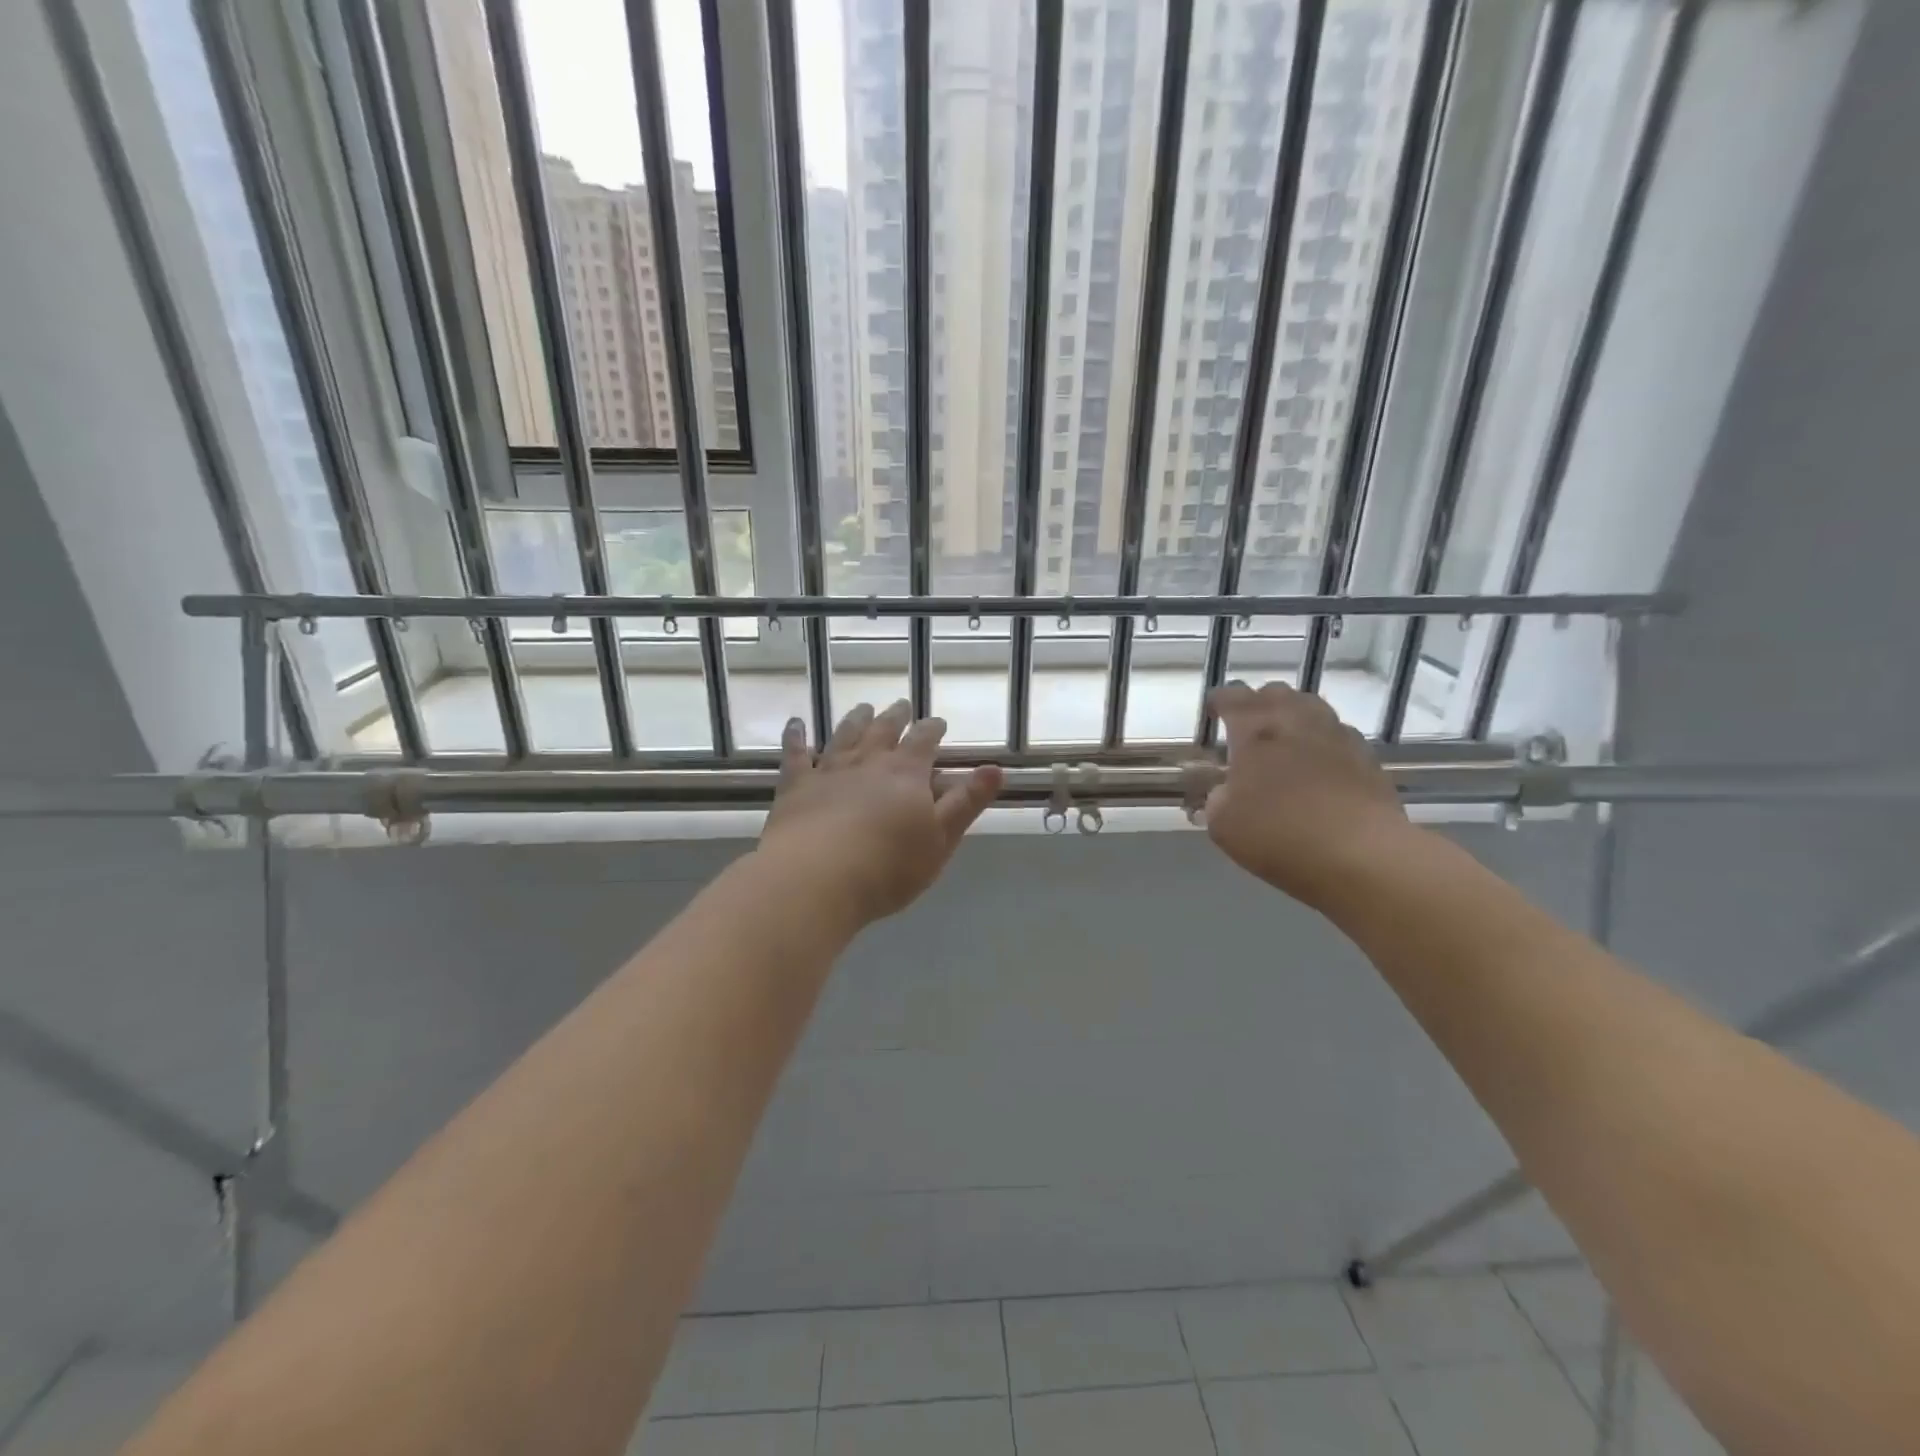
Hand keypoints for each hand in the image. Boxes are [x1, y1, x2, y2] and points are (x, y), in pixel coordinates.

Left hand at [759, 700, 1002, 930]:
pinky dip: (796, 736)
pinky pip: (795, 754)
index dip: (933, 729)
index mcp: (906, 773)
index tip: (938, 722)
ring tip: (864, 708)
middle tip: (901, 706)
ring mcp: (828, 770)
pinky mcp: (795, 786)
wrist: (816, 879)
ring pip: (845, 735)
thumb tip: (995, 768)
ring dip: (856, 719)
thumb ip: (967, 802)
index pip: (924, 741)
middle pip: (884, 730)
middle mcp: (868, 762)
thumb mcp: (941, 839)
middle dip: (896, 717)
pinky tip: (796, 724)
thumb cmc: (888, 867)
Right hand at [1201, 681, 1415, 908]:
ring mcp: (1337, 735)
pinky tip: (1318, 765)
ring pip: (1311, 707)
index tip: (1212, 712)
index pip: (1233, 696)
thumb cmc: (1280, 836)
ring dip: (1293, 717)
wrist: (1361, 857)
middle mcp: (1297, 721)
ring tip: (1283, 741)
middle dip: (1257, 704)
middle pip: (1275, 692)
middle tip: (1247, 727)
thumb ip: (1216, 798)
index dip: (1219, 700)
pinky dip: (1322, 742)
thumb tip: (1226, 790)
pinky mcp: (1367, 757)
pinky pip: (1338, 734)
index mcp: (1256, 731)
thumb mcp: (1223, 824)